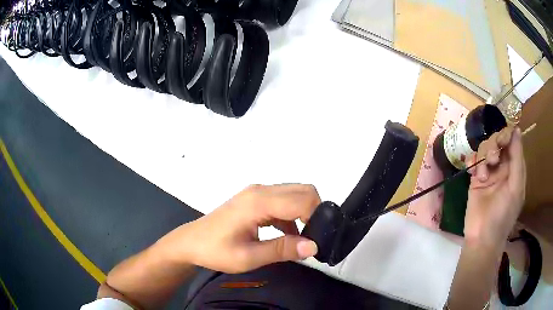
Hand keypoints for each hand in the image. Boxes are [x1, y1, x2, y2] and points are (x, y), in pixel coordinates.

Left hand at [157, 184, 319, 272]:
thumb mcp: (248, 257)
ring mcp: (257, 193)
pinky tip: (288, 236)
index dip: (317, 218)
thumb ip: (281, 250)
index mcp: (258, 202)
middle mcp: (261, 190)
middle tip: (315, 238)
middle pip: (303, 191)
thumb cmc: (215, 250)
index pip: (302, 200)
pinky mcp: (255, 199)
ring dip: (304, 214)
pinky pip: (283, 201)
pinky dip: (293, 216)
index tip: (320, 240)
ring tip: (304, 240)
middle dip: (315, 212)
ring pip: (294, 194)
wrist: (191, 242)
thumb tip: (314, 246)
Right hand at [464, 127, 525, 246]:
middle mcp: (502, 167)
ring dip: (483, 158)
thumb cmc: (503, 215)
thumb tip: (517, 130)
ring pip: (484, 149)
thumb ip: (517, 159)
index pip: (511, 142)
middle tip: (492, 160)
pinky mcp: (475, 179)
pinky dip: (472, 162)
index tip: (501, 139)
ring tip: (481, 176)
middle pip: (497, 142)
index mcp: (514, 168)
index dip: (506, 135)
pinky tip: (472, 172)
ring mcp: (488, 172)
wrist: (481, 238)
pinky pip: (473, 160)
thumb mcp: (515, 188)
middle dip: (493, 147)